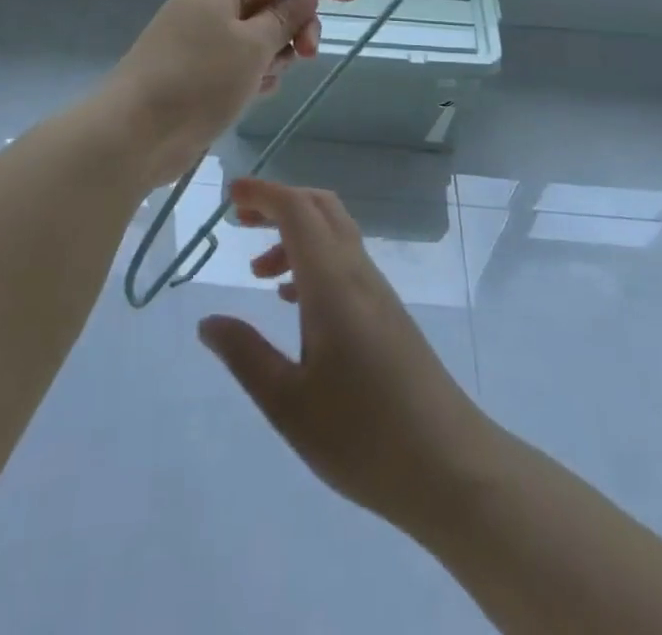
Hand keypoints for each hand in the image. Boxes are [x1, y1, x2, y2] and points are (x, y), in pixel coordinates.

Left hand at [100, 0, 359, 187]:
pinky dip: (257, 74)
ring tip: (269, 79)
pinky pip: (243, 62)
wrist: (135, 134)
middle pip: (272, 2)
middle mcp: (212, 5)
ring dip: (277, 54)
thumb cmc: (198, 79)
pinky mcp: (201, 72)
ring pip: (260, 36)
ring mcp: (204, 39)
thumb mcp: (253, 45)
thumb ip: (285, 19)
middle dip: (297, 25)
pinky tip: (255, 94)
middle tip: (309, 54)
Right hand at [197, 179, 493, 533]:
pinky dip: (313, 260)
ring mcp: (378, 292)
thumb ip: (245, 355)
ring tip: (258, 272)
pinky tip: (295, 302)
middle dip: (278, 203)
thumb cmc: (363, 437)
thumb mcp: (288, 404)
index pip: (297, 210)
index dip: (263, 193)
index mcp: (332, 283)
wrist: (452, 468)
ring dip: (294, 235)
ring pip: (334, 233)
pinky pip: (345, 262)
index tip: (230, 193)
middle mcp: (357, 274)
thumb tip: (208, 322)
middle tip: (240, 220)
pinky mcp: (388, 314)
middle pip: (319, 208)